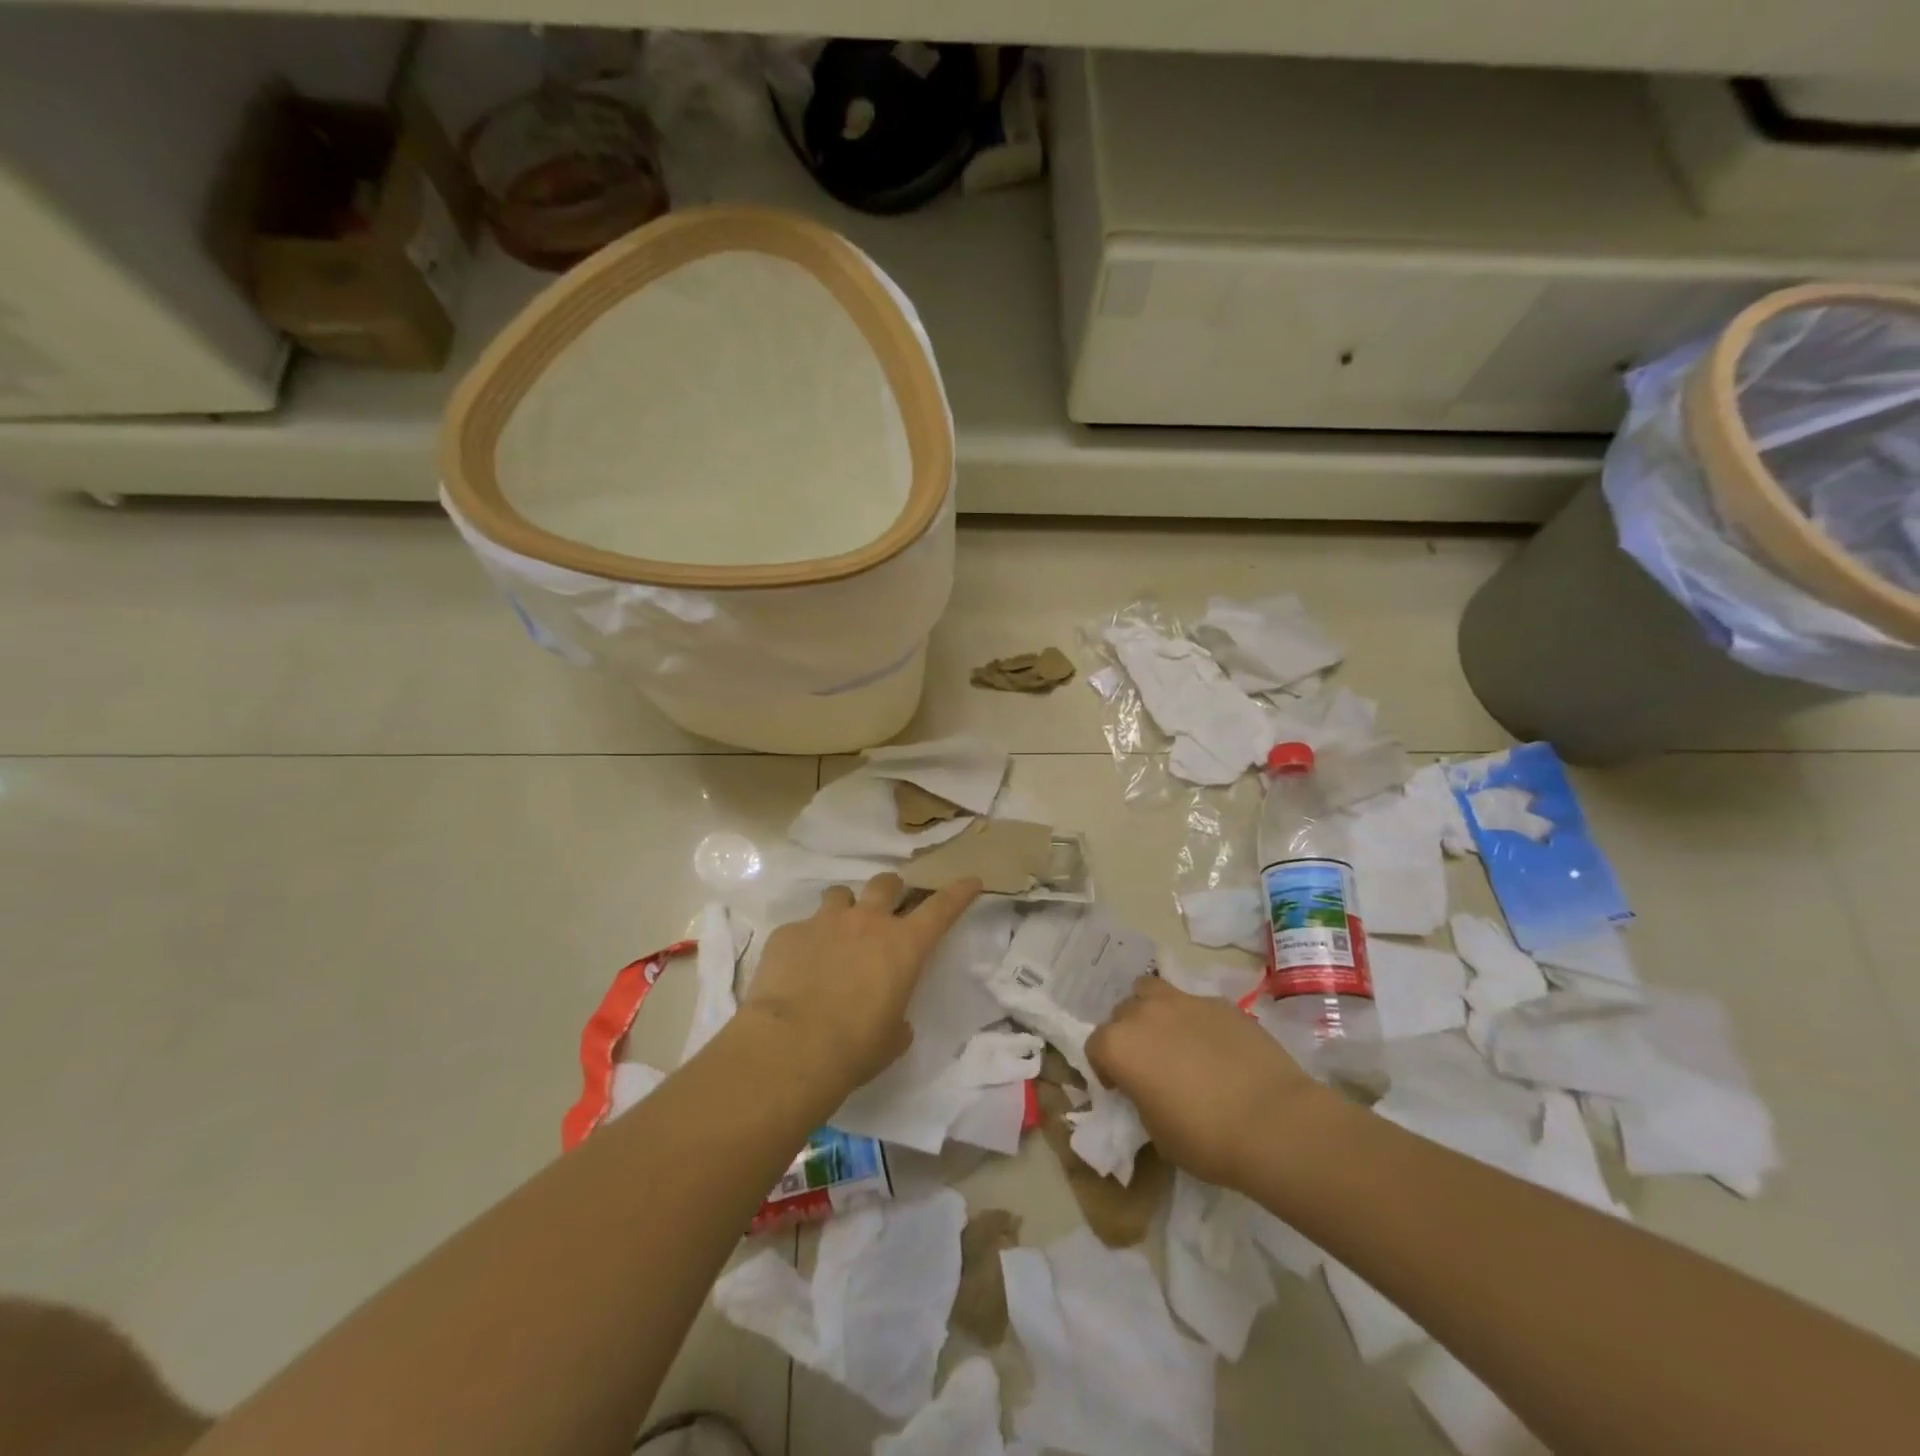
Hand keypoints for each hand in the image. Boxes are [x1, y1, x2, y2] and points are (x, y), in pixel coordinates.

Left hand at [740, 873, 982, 1101]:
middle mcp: (866, 922)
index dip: (958, 892)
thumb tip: (892, 1018)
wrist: (791, 1047)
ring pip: (840, 894)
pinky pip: (801, 928)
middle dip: (890, 891)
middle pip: (886, 883)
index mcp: (903, 946)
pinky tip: (797, 968)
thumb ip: (898, 1017)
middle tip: (886, 907)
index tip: (970, 880)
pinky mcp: (788, 933)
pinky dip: (804, 942)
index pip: (941, 908)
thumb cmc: (855, 1048)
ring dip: (844, 909)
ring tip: (836, 932)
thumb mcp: (893, 1038)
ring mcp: (824, 922)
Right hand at [1087, 978, 1326, 1190]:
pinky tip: (1216, 1048)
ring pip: (1152, 991)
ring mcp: (1184, 1001)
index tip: (1123, 1089)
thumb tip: (1150, 1090)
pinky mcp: (1220, 1003)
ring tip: (1173, 1039)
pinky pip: (1195, 1004)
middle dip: (1129, 1034)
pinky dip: (1195, 1020)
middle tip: (1149, 1064)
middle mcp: (1144, 1013)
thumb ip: (1142, 1099)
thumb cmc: (1206, 1138)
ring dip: (1153, 1011)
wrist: (1274, 1122)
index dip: (1106, 1069)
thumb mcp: (1157, 1131)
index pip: (1095, 1047)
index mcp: (1119, 1045)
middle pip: (1122, 1013)